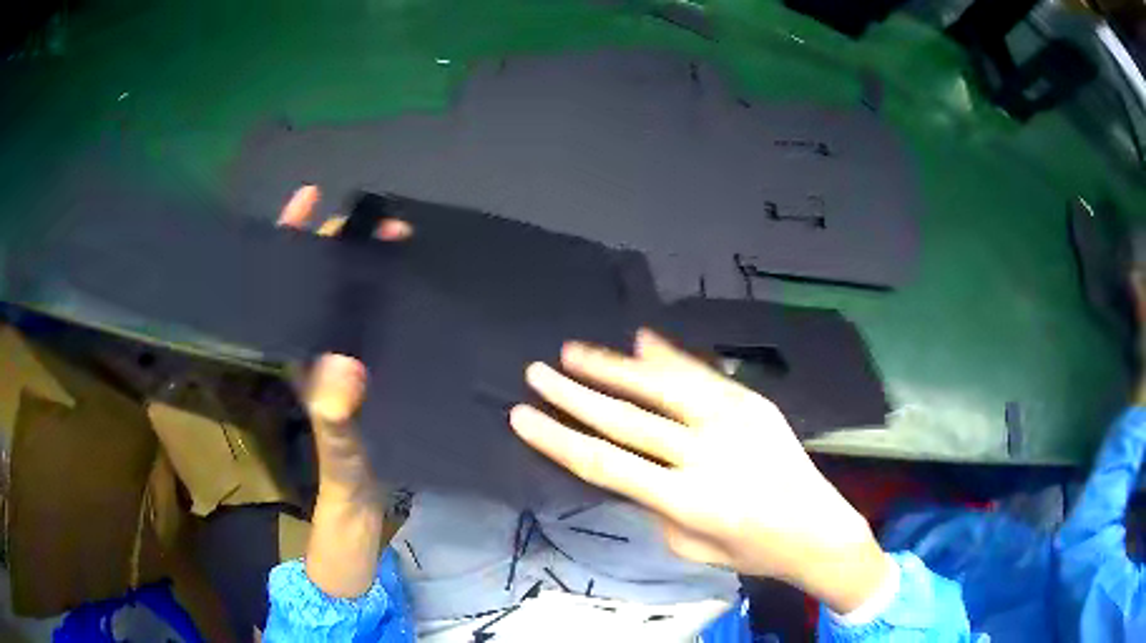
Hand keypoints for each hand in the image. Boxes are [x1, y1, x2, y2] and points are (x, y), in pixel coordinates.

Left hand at [277, 185, 408, 597]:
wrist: (363, 495)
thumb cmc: (344, 471)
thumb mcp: (338, 446)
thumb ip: (335, 414)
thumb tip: (345, 364)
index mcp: (299, 350)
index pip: (287, 282)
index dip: (293, 238)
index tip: (310, 199)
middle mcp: (316, 341)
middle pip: (320, 276)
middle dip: (343, 242)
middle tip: (383, 225)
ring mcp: (342, 349)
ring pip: (346, 291)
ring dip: (367, 262)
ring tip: (398, 238)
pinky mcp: (368, 360)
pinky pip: (371, 313)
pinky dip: (385, 289)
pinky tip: (408, 279)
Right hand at [510, 330, 892, 612]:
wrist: (817, 528)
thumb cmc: (750, 550)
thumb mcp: (688, 546)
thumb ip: (652, 503)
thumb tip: (625, 460)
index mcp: (687, 500)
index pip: (606, 464)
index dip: (559, 439)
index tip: (522, 416)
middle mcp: (707, 453)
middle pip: (627, 419)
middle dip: (575, 394)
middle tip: (536, 372)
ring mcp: (734, 421)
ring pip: (662, 386)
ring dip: (614, 367)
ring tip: (573, 350)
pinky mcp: (753, 403)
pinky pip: (702, 375)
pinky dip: (668, 357)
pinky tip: (640, 340)